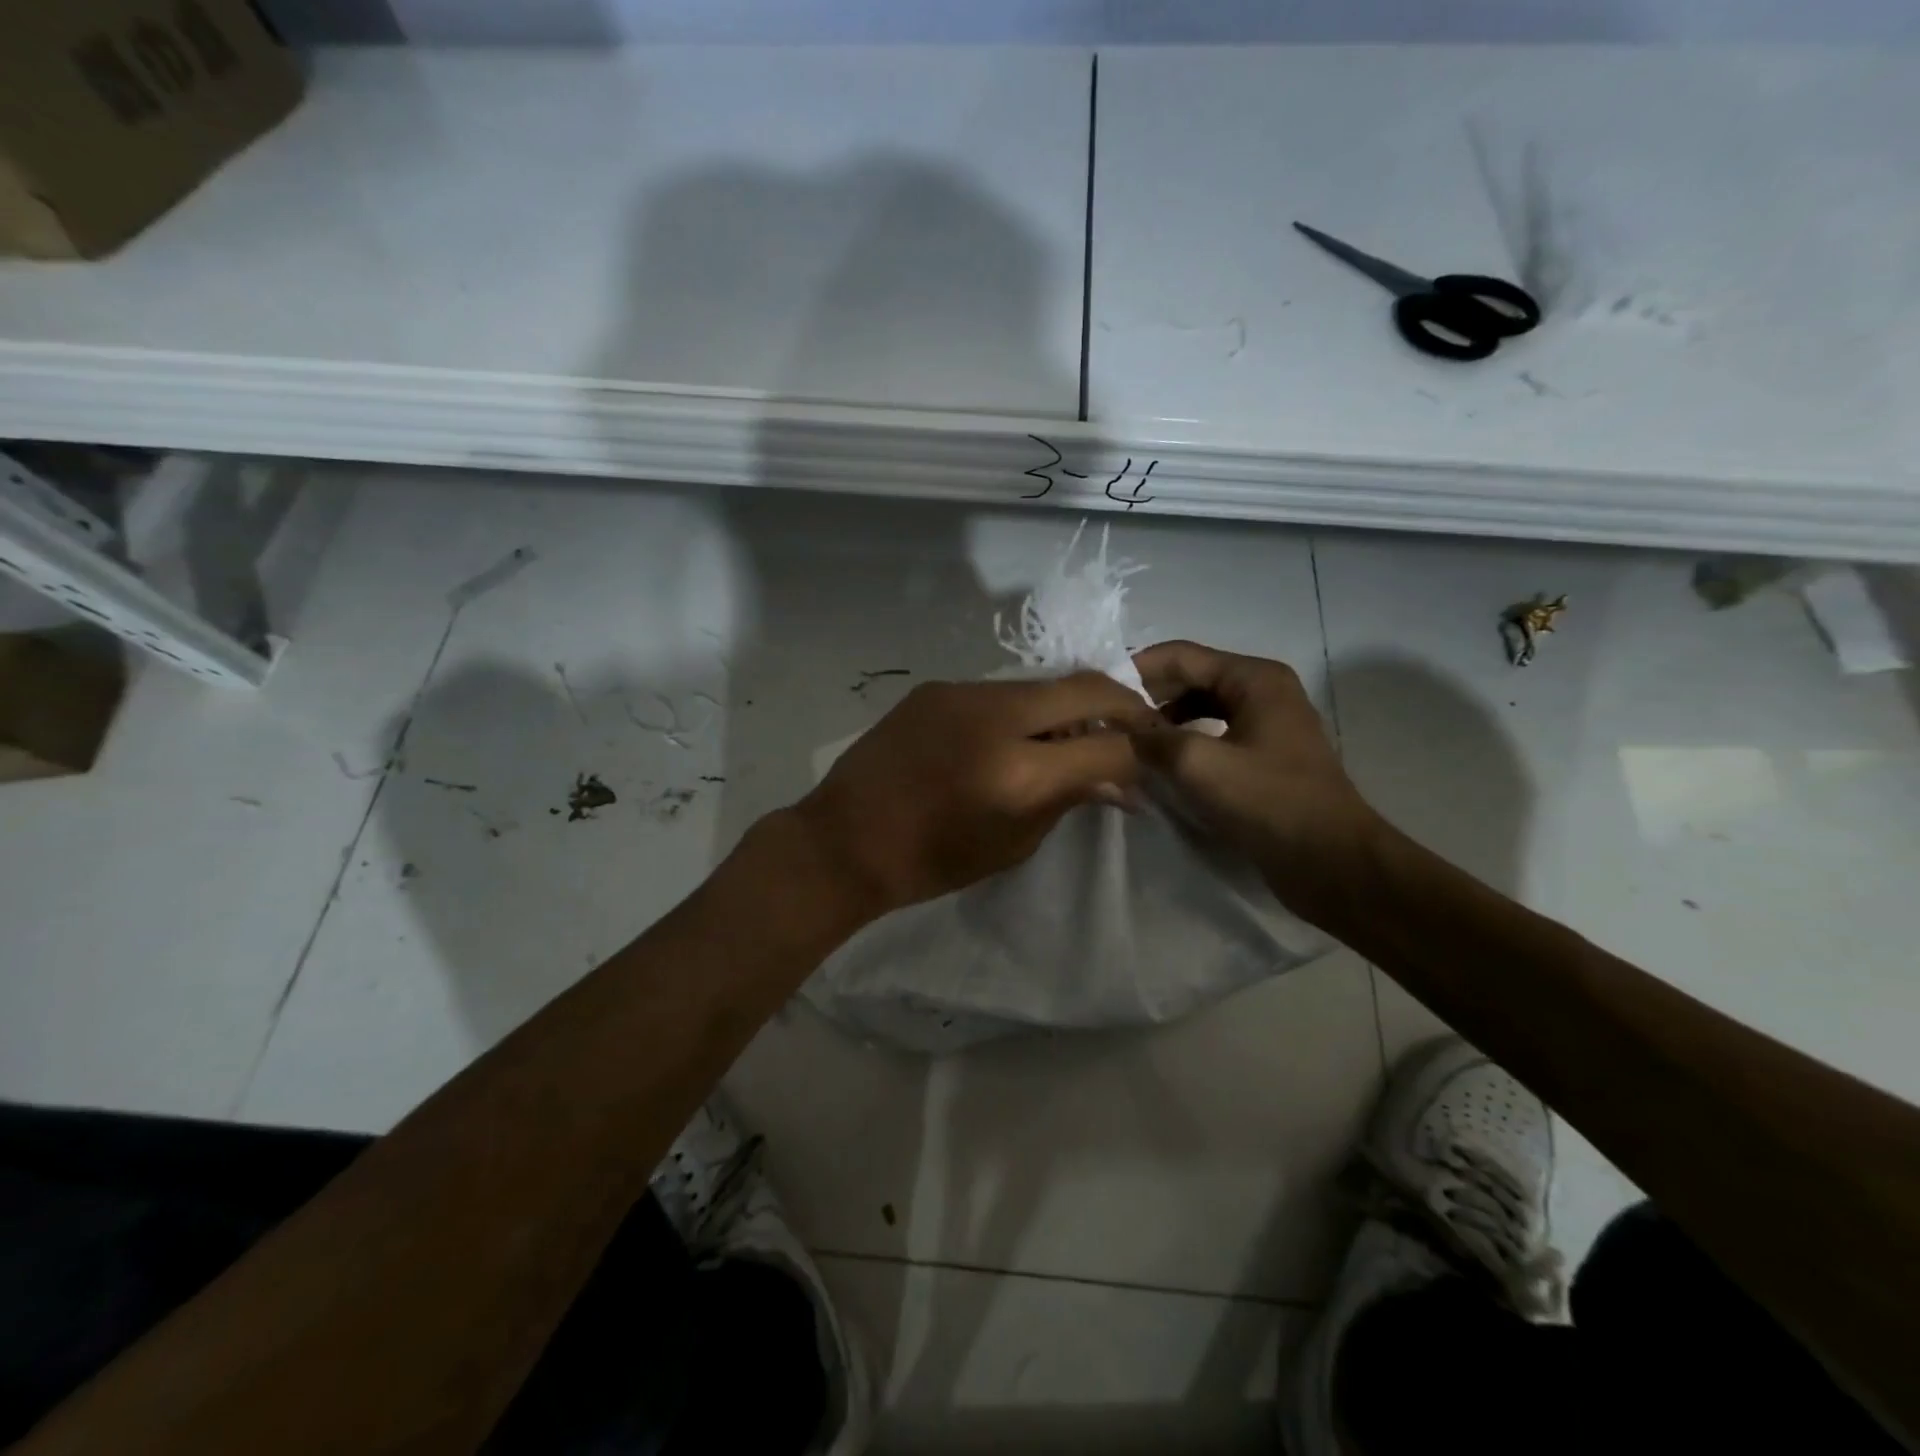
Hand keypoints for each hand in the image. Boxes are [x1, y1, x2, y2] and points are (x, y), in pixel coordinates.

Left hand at [791, 673, 1153, 918]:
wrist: (844, 840)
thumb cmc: (930, 861)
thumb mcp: (1012, 844)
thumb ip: (1069, 800)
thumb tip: (1120, 784)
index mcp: (1017, 771)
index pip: (1108, 745)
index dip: (1140, 755)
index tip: (1147, 766)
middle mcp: (995, 715)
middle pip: (1086, 687)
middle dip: (1123, 706)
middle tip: (1136, 730)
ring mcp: (962, 692)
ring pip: (1042, 685)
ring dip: (1069, 708)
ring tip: (1071, 740)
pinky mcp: (936, 687)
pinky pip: (1001, 691)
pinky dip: (1025, 711)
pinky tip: (1015, 738)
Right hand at [1130, 640, 1383, 929]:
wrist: (1332, 862)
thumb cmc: (1269, 803)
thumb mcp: (1200, 765)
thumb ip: (1152, 738)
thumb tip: (1119, 728)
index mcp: (1254, 678)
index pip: (1181, 655)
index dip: (1135, 668)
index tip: (1095, 690)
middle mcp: (1263, 691)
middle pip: (1191, 678)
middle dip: (1148, 695)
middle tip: (1105, 717)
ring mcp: (1267, 724)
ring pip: (1201, 708)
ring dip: (1164, 721)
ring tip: (1126, 741)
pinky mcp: (1265, 756)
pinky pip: (1214, 734)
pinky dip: (1184, 742)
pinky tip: (1160, 763)